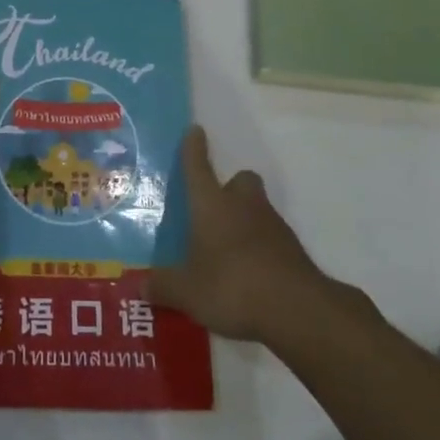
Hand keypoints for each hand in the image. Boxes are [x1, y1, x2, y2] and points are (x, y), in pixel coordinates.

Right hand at [148, 127, 327, 342]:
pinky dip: (260, 249)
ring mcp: (273, 226)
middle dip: (230, 187)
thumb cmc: (232, 286)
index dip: (194, 148)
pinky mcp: (293, 251)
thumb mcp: (188, 292)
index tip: (195, 130)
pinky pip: (271, 239)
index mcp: (212, 205)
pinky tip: (249, 275)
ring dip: (245, 220)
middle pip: (241, 180)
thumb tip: (142, 285)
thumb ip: (163, 286)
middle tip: (215, 209)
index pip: (198, 167)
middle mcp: (243, 206)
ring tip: (228, 251)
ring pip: (258, 209)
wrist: (297, 309)